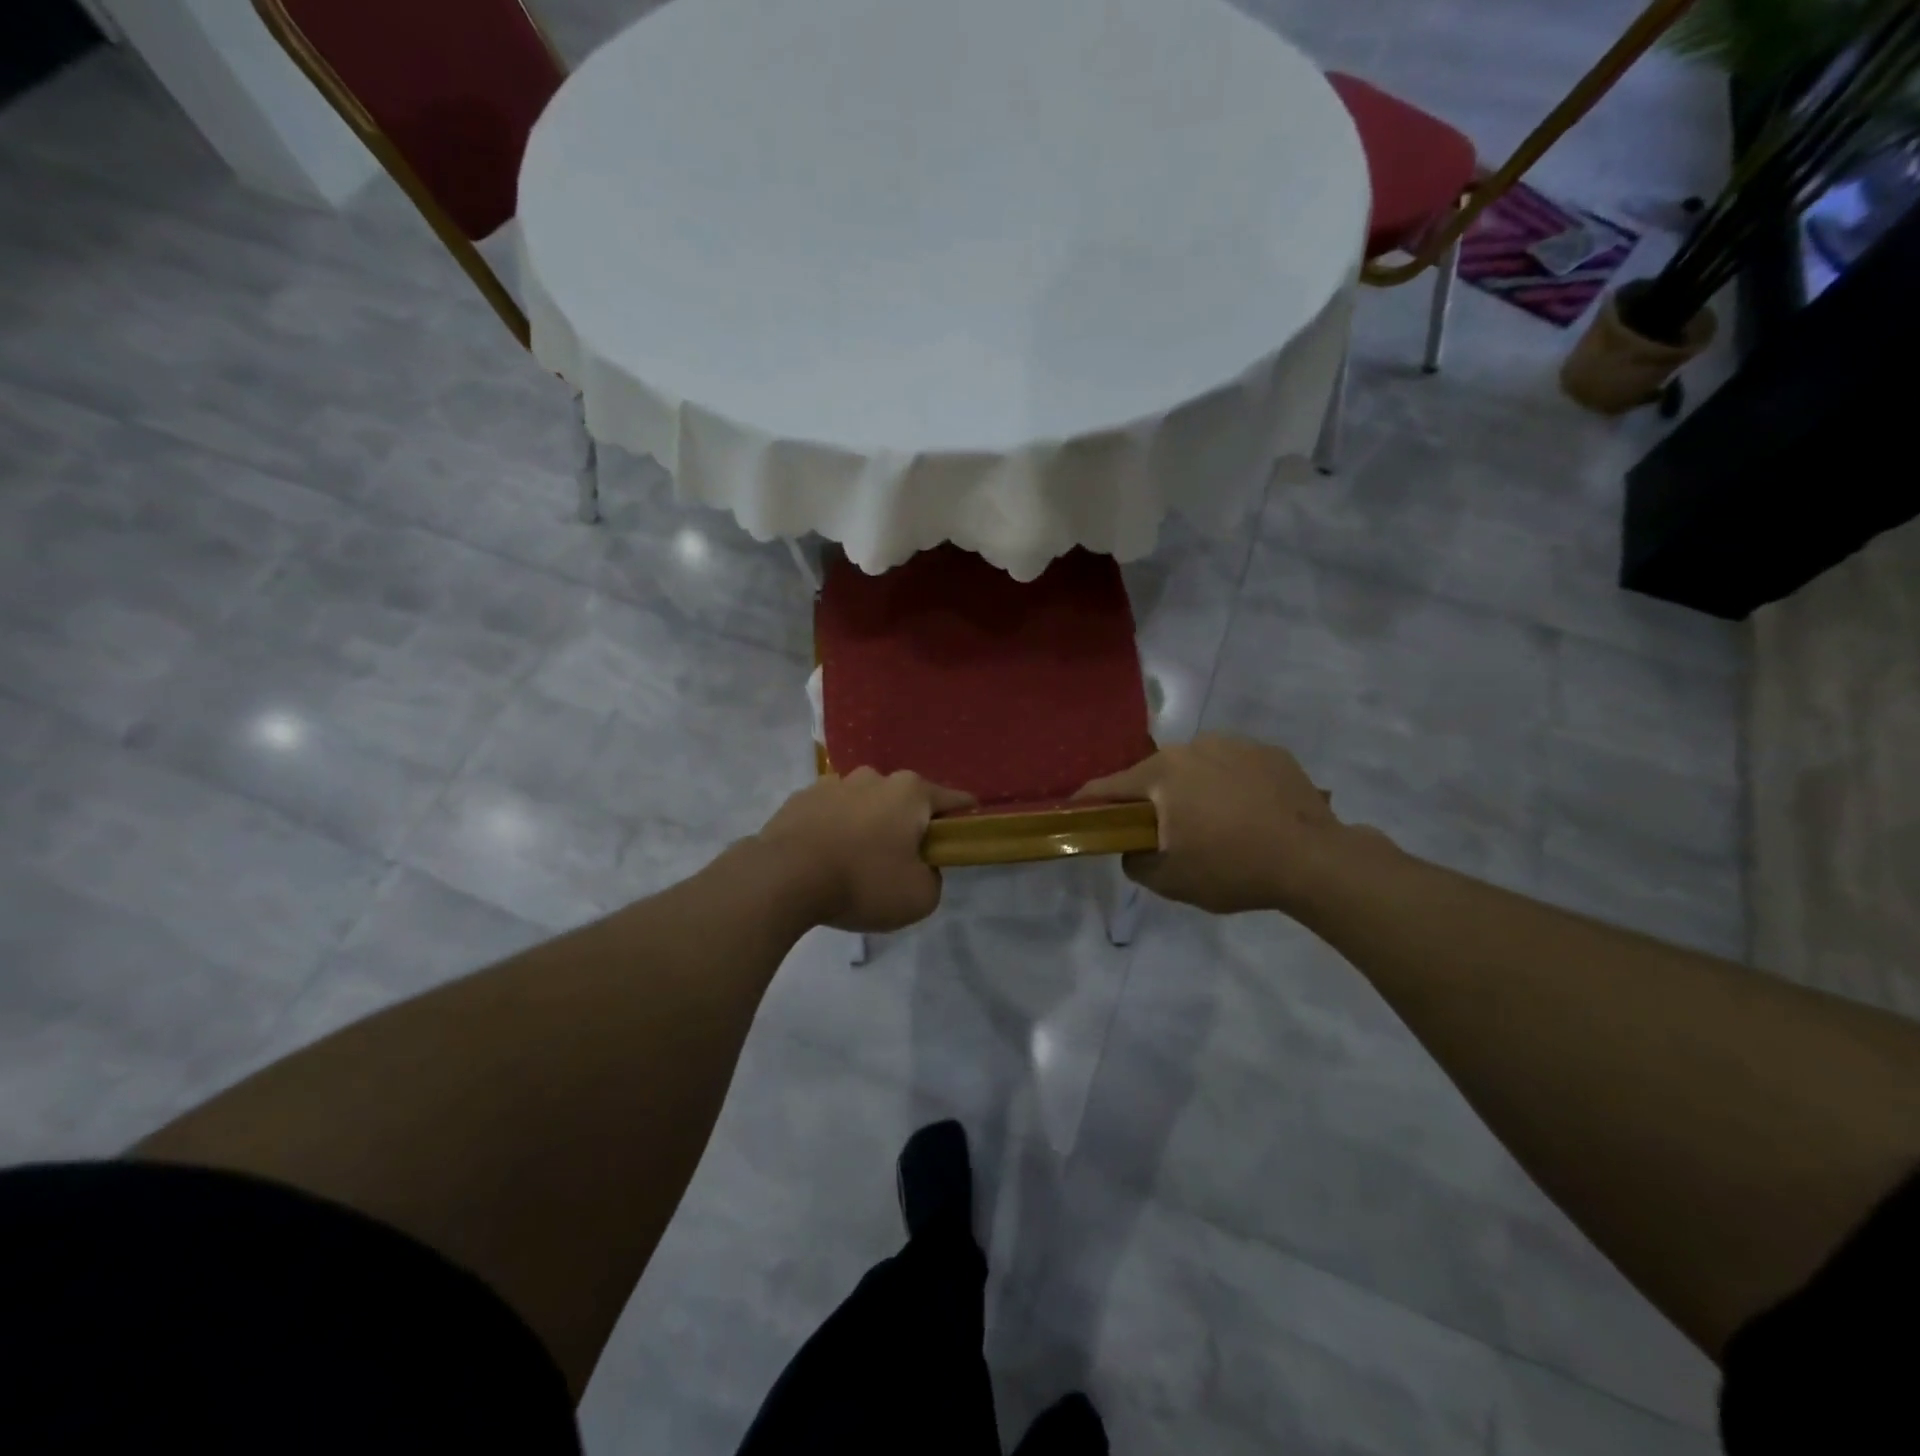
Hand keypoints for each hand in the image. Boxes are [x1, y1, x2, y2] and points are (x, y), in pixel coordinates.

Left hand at [756, 769, 974, 931]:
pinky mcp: (800, 798)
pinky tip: (825, 858)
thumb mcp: (920, 897)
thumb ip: (933, 878)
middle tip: (901, 862)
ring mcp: (833, 783)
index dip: (964, 820)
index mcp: (910, 792)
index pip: (955, 800)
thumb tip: (921, 867)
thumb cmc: (863, 882)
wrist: (783, 878)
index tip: (962, 840)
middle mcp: (874, 777)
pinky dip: (834, 829)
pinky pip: (830, 813)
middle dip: (908, 825)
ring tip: (856, 862)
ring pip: (864, 804)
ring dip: (868, 825)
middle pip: (905, 801)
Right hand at [1076, 734, 1376, 915]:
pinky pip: (1235, 767)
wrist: (1315, 860)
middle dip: (1152, 799)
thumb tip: (1131, 847)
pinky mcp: (1270, 752)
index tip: (1077, 812)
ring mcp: (1235, 744)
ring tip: (1215, 823)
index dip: (1088, 801)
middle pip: (1156, 774)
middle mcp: (1193, 747)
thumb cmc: (1233, 868)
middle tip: (1163, 830)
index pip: (1109, 786)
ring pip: (1197, 767)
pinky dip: (1231, 785)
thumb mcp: (1171, 881)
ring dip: (1194, 789)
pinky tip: (1250, 814)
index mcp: (1162, 774)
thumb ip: (1135, 862)